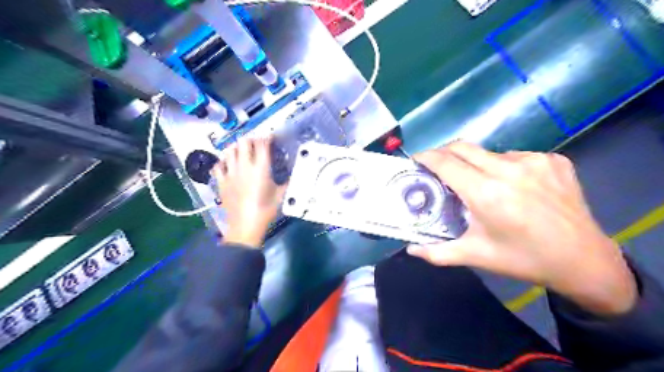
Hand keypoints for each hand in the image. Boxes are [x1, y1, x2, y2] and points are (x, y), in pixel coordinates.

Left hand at [212, 137, 285, 246]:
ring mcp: (230, 173)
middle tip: (256, 143)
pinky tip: (227, 164)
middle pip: (244, 143)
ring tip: (241, 150)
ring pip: (229, 151)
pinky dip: (223, 162)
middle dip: (251, 139)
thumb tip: (292, 175)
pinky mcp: (221, 182)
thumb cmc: (266, 211)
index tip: (270, 136)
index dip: (267, 137)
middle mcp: (244, 166)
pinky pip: (218, 166)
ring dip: (236, 148)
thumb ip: (286, 182)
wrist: (245, 225)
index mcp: (261, 168)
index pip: (262, 145)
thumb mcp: (281, 195)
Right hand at [411, 142, 637, 316]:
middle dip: (443, 152)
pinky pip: (516, 156)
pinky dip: (504, 166)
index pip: (445, 163)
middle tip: (437, 166)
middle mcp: (508, 169)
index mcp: (486, 193)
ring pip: (489, 152)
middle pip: (463, 147)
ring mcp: (534, 161)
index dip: (426, 157)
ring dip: (475, 163)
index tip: (415, 159)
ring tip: (479, 184)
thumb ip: (437, 252)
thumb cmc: (523, 259)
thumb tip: (410, 249)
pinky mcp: (554, 160)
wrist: (584, 261)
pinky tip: (512, 186)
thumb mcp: (476, 256)